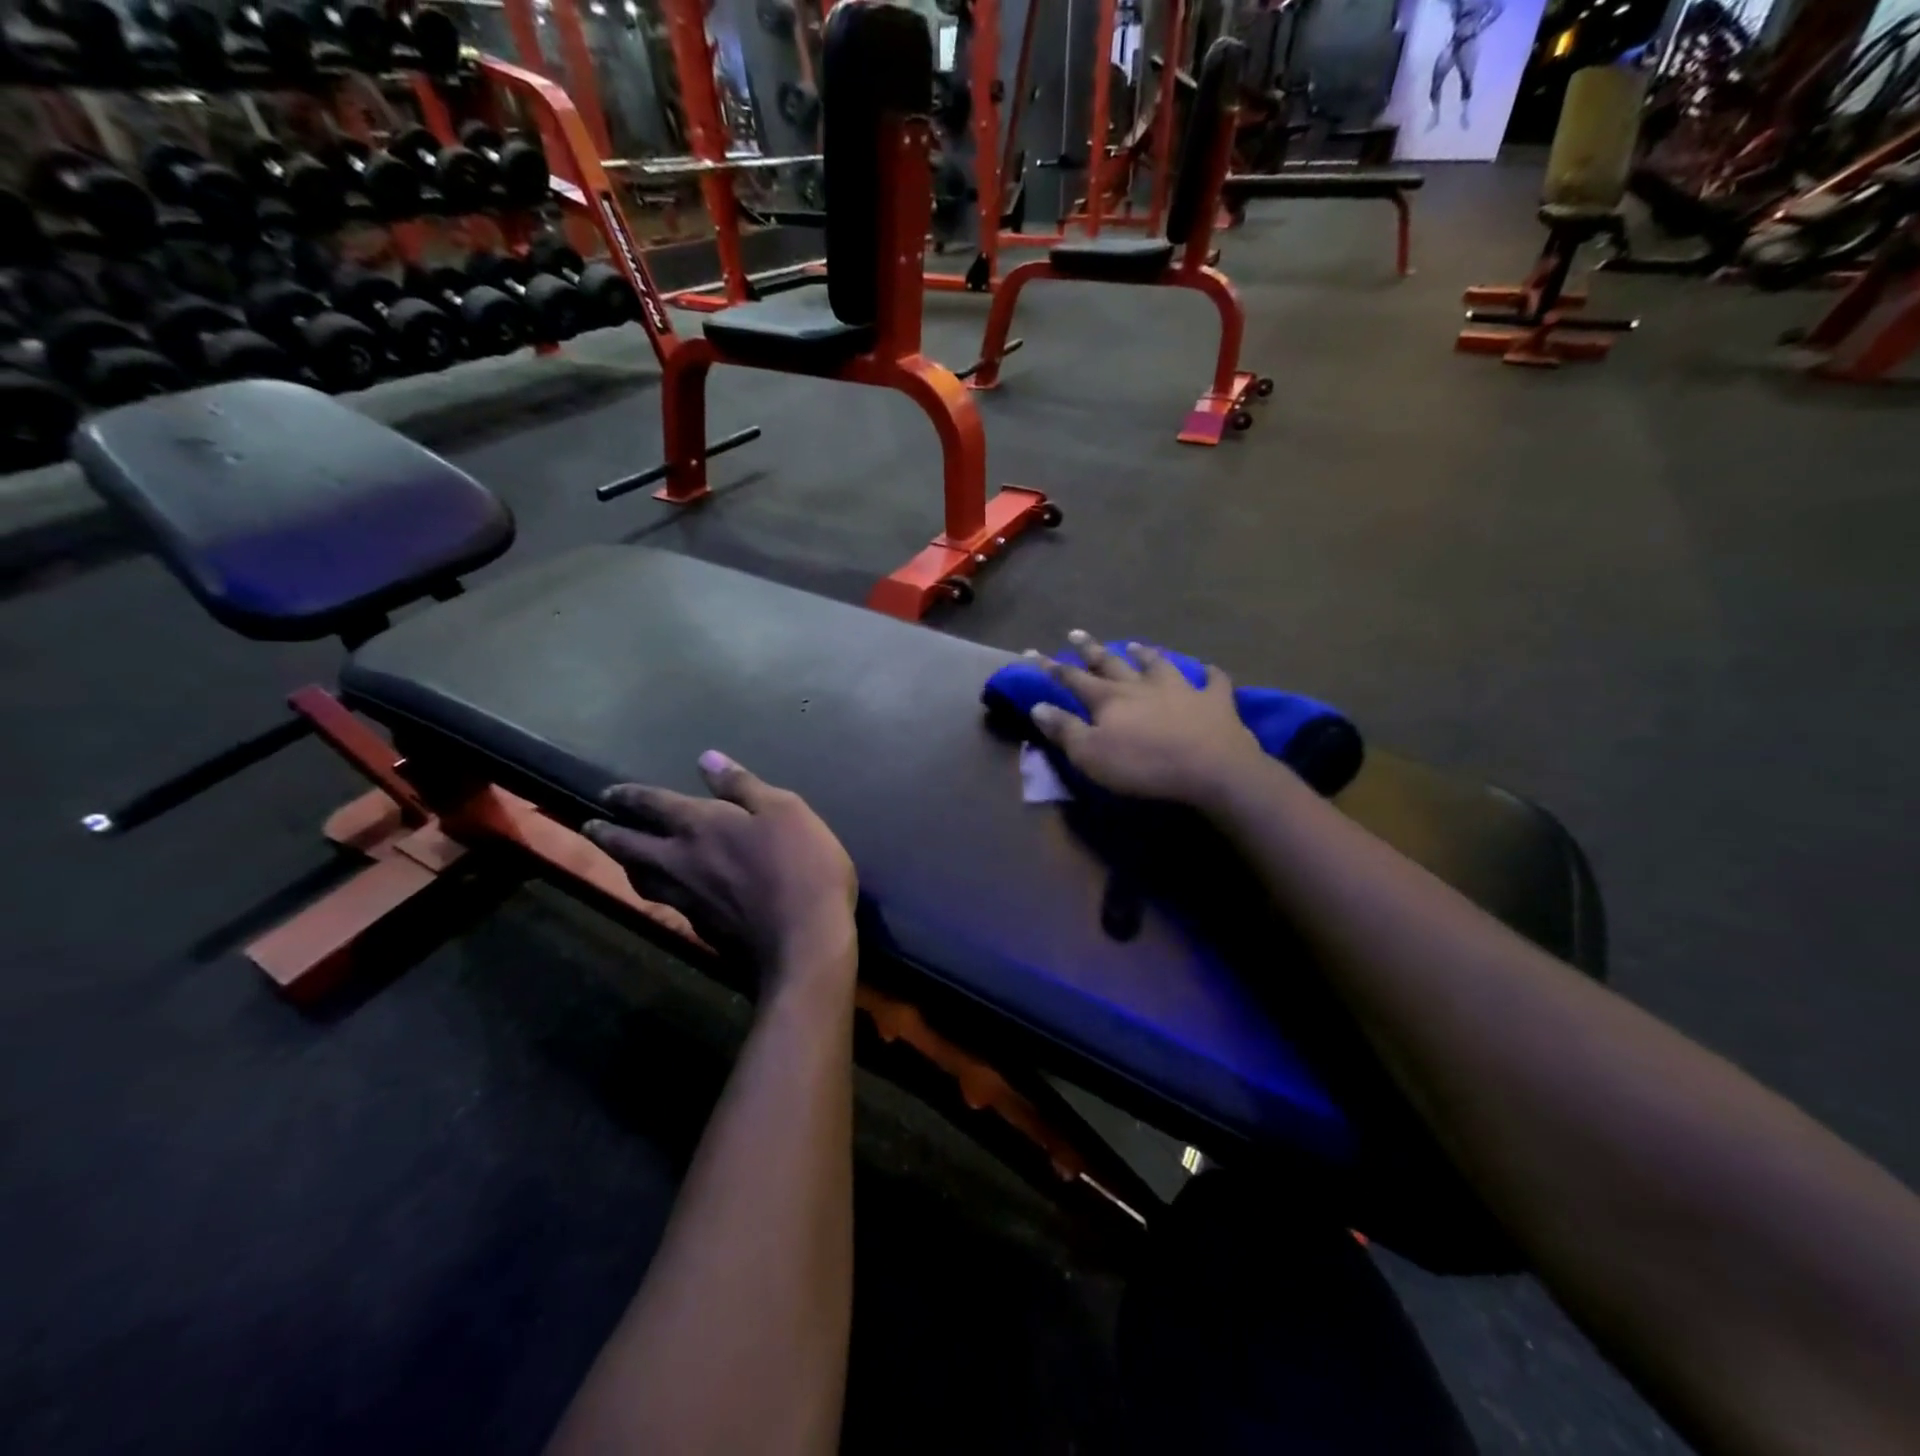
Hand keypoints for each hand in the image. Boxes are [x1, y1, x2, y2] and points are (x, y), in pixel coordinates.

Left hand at [583, 752, 856, 982]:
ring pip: (642, 878)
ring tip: (621, 858)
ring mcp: (686, 899)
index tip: (607, 794)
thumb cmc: (800, 864)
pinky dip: (658, 891)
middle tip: (591, 827)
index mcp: (699, 825)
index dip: (629, 796)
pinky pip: (666, 902)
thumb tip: (707, 759)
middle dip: (608, 834)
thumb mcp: (783, 810)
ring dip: (626, 865)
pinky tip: (668, 893)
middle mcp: (680, 861)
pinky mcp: (700, 928)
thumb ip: (742, 786)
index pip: (652, 805)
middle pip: (630, 846)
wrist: (803, 940)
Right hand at [1029, 632, 1266, 808]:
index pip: (1072, 678)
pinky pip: (1212, 681)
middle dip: (1090, 649)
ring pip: (1157, 664)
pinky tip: (1208, 669)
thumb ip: (1064, 729)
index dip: (1050, 666)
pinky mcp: (1214, 701)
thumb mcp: (1091, 755)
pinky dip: (1209, 673)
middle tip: (1076, 633)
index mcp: (1109, 699)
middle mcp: (1141, 686)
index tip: (1032, 652)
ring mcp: (1180, 689)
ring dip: (1144, 654)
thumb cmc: (1143, 765)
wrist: (1211, 768)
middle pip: (1111, 663)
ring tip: (1134, 644)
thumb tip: (1038, 706)